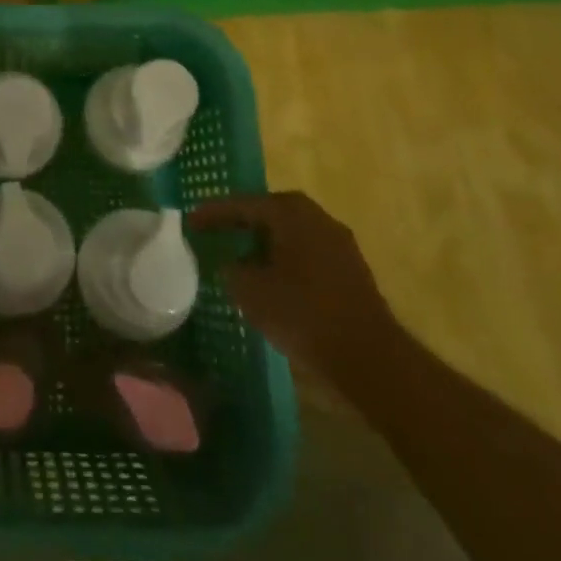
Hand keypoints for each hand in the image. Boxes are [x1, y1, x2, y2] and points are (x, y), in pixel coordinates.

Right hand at [189, 191, 391, 380]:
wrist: (369, 356)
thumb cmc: (303, 313)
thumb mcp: (251, 292)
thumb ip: (232, 270)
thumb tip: (231, 264)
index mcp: (290, 211)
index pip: (243, 204)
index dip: (213, 213)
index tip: (191, 221)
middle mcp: (317, 216)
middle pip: (269, 214)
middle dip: (242, 224)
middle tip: (216, 233)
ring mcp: (339, 242)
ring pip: (291, 234)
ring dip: (265, 244)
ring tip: (242, 260)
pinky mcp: (351, 270)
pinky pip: (307, 254)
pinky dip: (286, 260)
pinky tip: (274, 281)